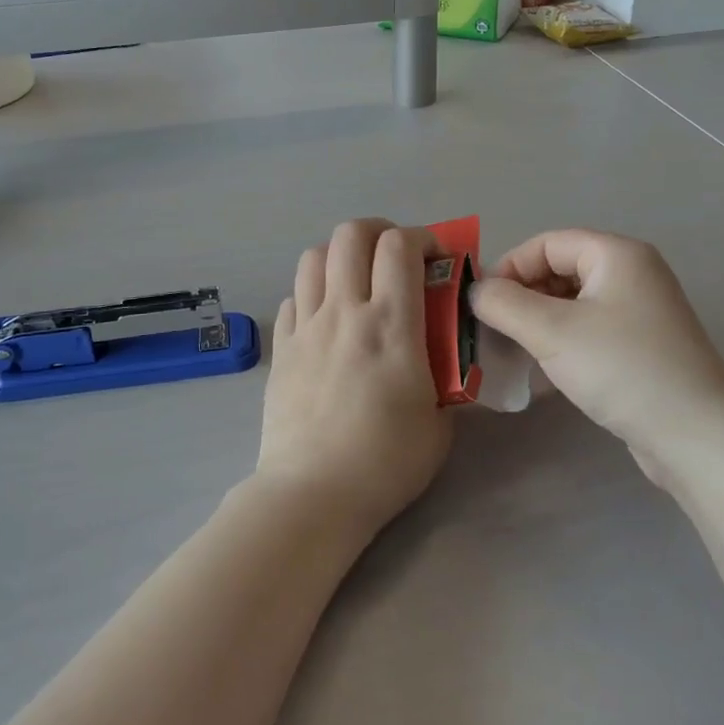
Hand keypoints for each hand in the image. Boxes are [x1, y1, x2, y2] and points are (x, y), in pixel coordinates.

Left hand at [258, 219, 451, 536]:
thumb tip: (439, 358)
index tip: (434, 257)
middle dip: (378, 231)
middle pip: (351, 235)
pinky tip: (324, 318)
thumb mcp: (439, 421)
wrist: (314, 493)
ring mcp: (306, 326)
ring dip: (340, 255)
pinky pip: (293, 297)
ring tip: (355, 279)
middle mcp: (344, 312)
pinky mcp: (281, 347)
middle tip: (394, 255)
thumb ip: (443, 377)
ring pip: (314, 256)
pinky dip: (312, 293)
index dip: (421, 237)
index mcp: (390, 324)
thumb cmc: (386, 462)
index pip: (400, 247)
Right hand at [468, 230, 723, 484]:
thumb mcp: (552, 331)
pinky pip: (591, 327)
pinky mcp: (644, 345)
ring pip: (573, 301)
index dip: (509, 267)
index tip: (482, 304)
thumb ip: (504, 303)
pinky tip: (545, 368)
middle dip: (523, 295)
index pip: (546, 243)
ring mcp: (642, 310)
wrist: (696, 436)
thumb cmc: (622, 369)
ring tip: (516, 349)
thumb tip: (476, 291)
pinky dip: (563, 339)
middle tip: (495, 329)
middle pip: (560, 268)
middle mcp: (633, 273)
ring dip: (539, 319)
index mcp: (617, 254)